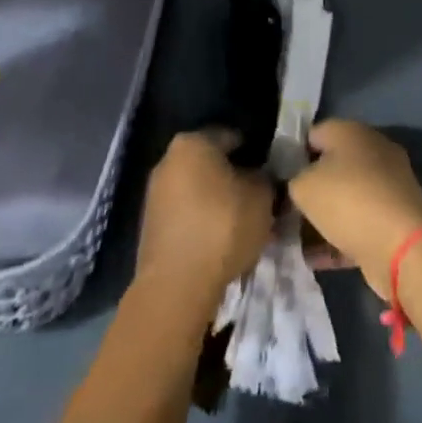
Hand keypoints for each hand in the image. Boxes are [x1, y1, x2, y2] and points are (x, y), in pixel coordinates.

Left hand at [135, 130, 273, 310]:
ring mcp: (155, 193)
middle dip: (235, 179)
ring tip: (243, 225)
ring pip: (198, 190)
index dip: (255, 154)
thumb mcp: (261, 197)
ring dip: (219, 202)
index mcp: (192, 142)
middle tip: (259, 201)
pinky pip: (186, 214)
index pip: (231, 137)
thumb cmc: (222, 226)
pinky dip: (203, 222)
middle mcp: (168, 159)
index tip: (270, 174)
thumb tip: (260, 176)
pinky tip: (221, 242)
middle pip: (212, 164)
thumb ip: (264, 178)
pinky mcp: (151, 224)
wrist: (176, 285)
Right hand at [289, 120, 421, 300]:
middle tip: (287, 210)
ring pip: (345, 197)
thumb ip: (292, 181)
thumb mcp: (303, 187)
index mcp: (351, 131)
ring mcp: (387, 184)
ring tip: (296, 239)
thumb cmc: (348, 201)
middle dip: (309, 188)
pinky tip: (315, 258)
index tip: (278, 179)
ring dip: (323, 217)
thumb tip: (295, 185)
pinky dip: (339, 237)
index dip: (292, 155)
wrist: (403, 247)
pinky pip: (359, 222)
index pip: (313, 134)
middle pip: (331, 166)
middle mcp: (372, 150)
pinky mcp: (395, 217)